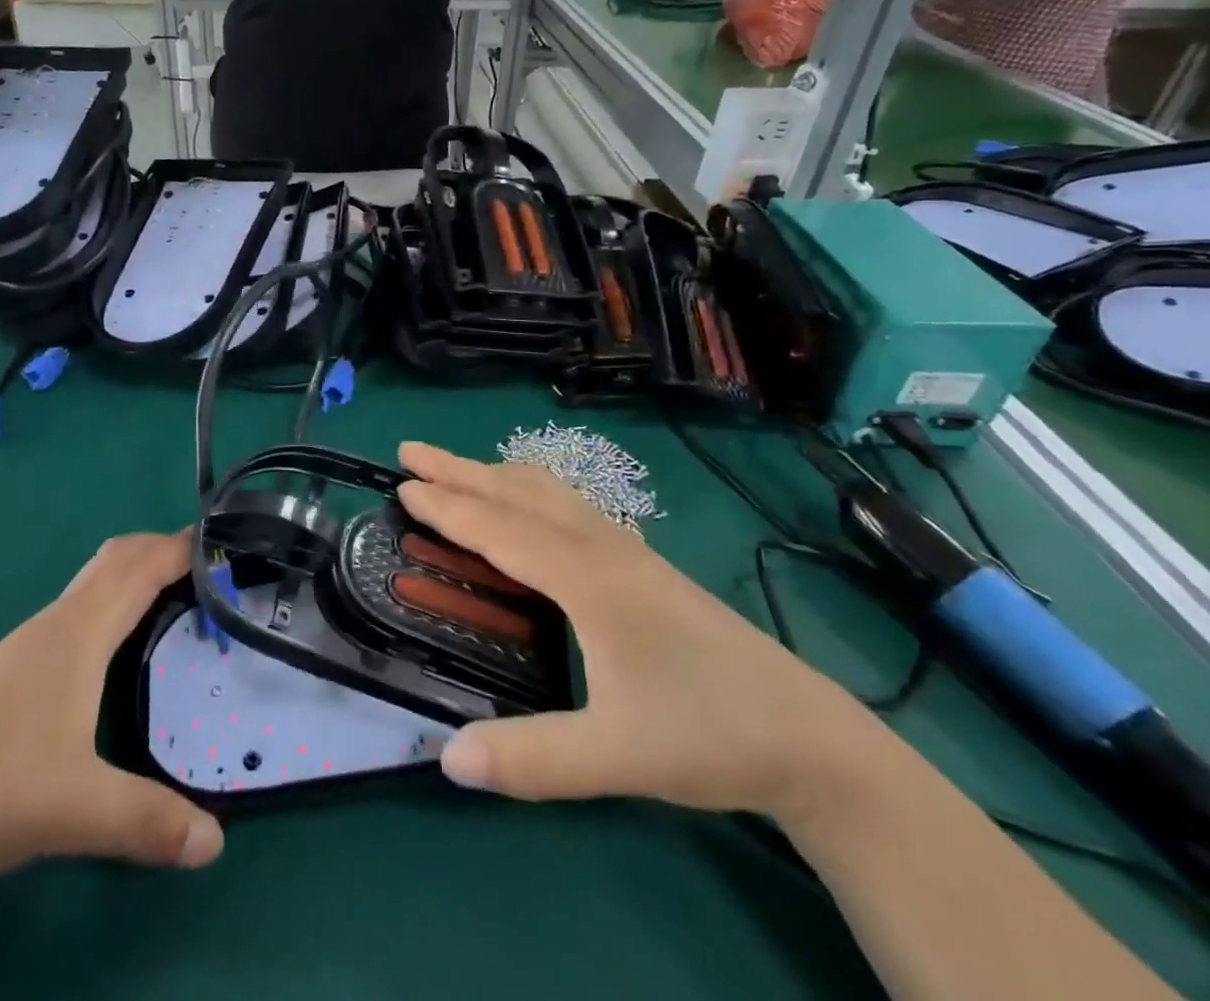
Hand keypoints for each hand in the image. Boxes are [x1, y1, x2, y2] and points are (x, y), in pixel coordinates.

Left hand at [0, 531, 222, 905]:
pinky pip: (81, 614)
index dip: (185, 545)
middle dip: (165, 550)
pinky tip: (121, 651)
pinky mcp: (14, 674)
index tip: (231, 543)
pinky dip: (115, 606)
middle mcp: (57, 624)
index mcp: (78, 631)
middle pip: (118, 559)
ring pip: (95, 585)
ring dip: (138, 576)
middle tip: (213, 572)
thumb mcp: (69, 808)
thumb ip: (145, 821)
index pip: (142, 564)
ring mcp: (30, 648)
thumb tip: (215, 841)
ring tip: (181, 604)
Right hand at [397, 443, 875, 820]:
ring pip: (548, 492)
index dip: (447, 506)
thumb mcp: (617, 756)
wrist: (808, 735)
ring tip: (457, 470)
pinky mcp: (642, 564)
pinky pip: (569, 505)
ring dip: (494, 474)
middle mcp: (602, 548)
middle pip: (518, 492)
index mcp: (587, 578)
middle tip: (410, 450)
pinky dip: (529, 490)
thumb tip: (446, 757)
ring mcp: (626, 551)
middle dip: (460, 469)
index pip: (500, 528)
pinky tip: (530, 507)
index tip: (402, 484)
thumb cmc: (708, 734)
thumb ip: (532, 759)